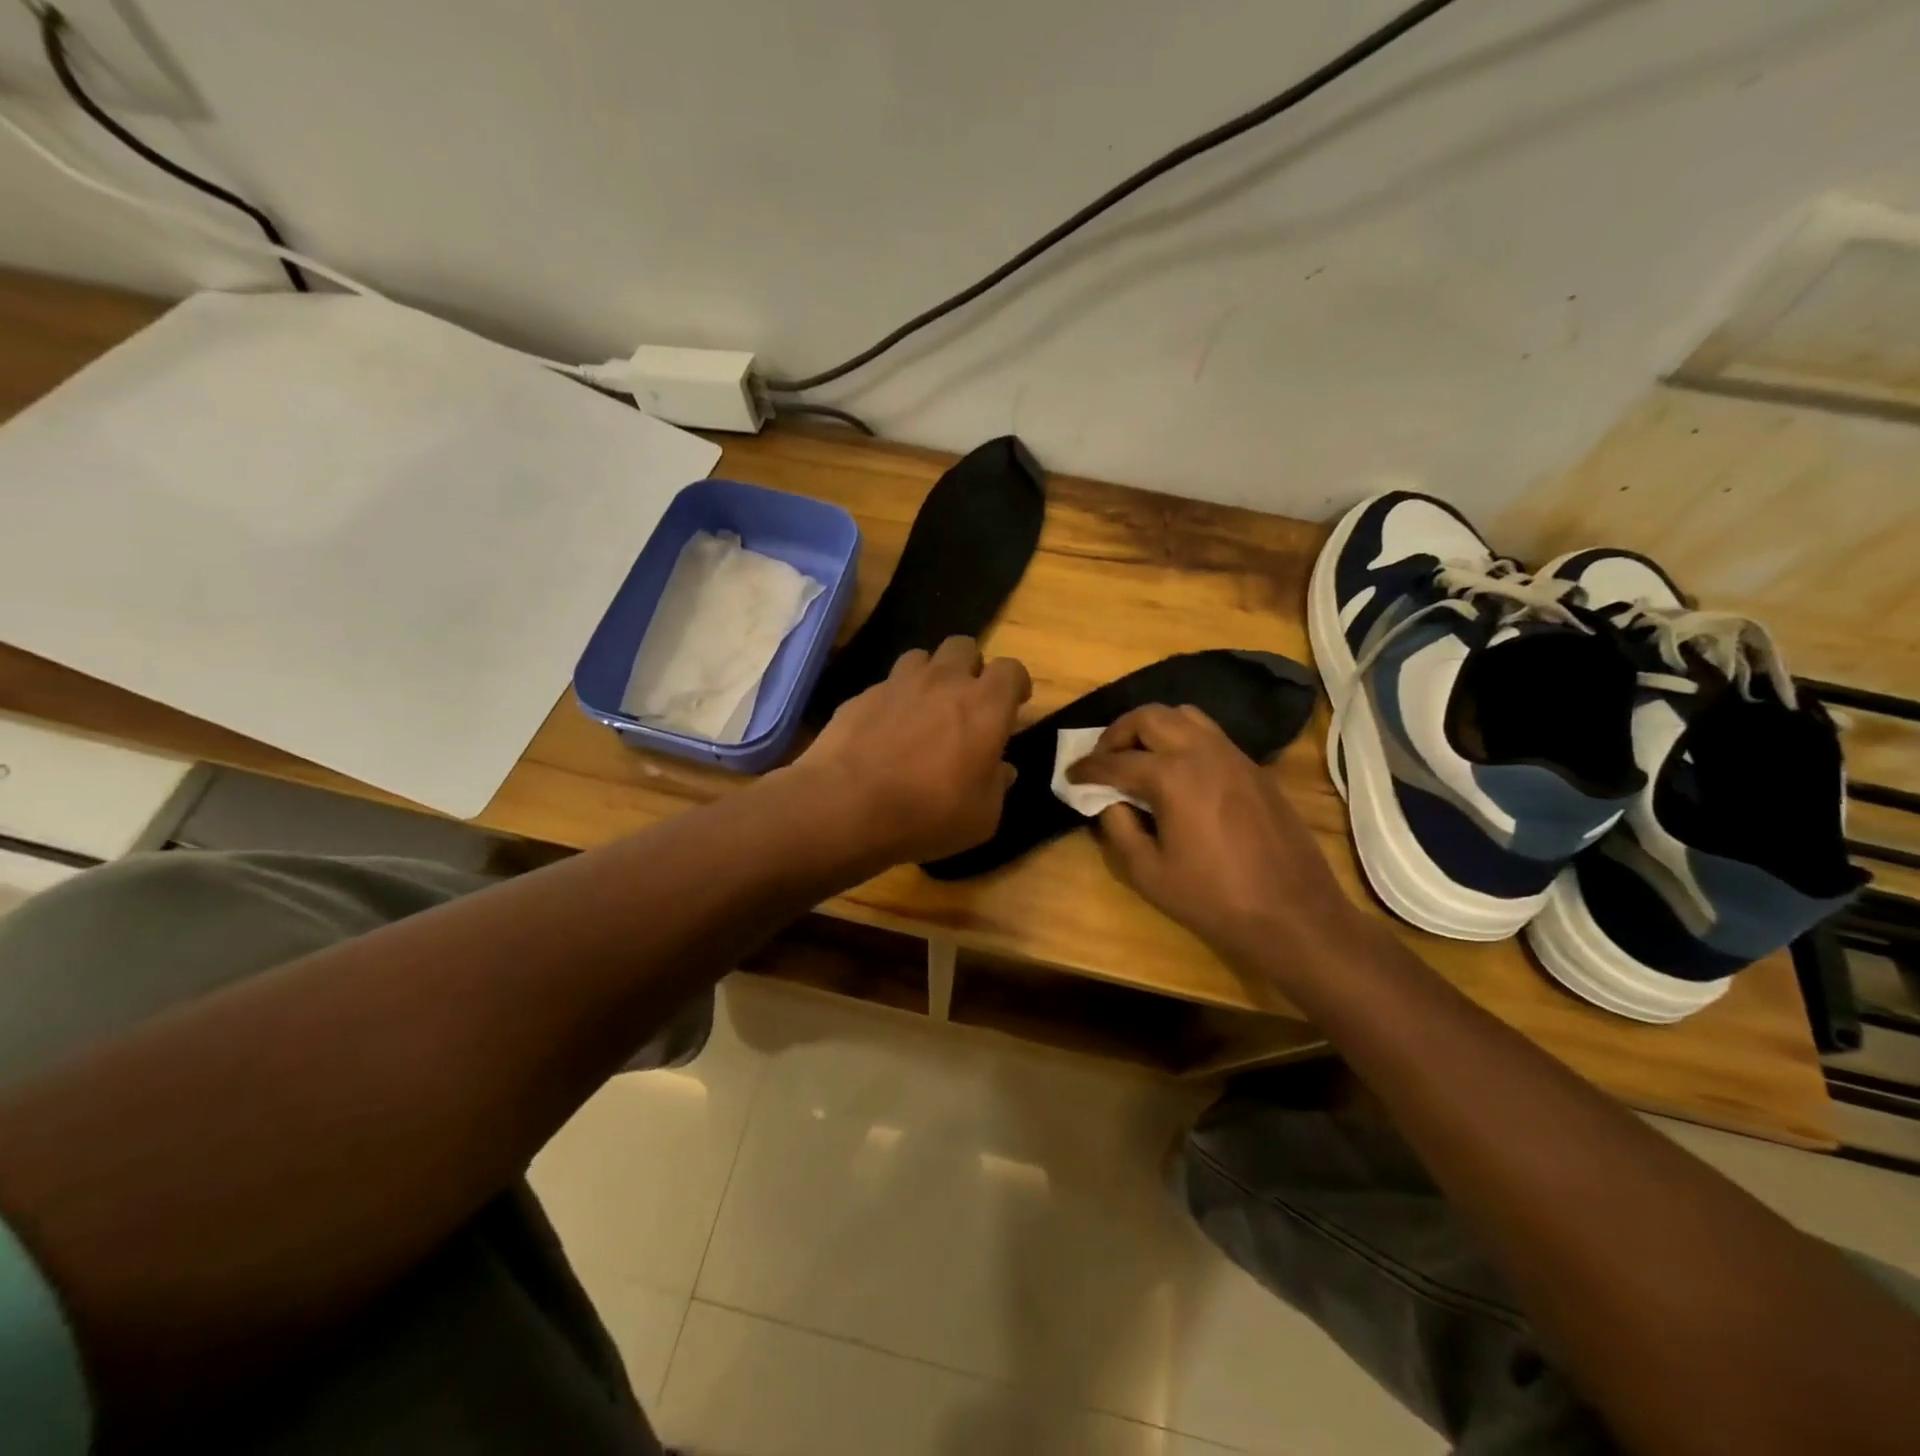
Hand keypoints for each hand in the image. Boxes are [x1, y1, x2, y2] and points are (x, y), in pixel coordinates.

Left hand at [794, 637, 1031, 866]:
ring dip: (930, 676)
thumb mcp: (981, 817)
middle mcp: (943, 682)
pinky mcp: (861, 696)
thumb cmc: (928, 814)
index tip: (1015, 703)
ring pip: (921, 657)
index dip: (1016, 683)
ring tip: (925, 708)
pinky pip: (885, 686)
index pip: (1011, 669)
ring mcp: (897, 684)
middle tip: (968, 701)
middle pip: (964, 647)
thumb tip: (1002, 770)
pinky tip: (885, 731)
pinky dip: (893, 701)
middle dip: (971, 667)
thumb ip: (996, 786)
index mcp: (984, 706)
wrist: (845, 807)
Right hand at [1067, 704, 1369, 979]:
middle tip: (1104, 759)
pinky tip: (1179, 771)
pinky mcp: (1255, 768)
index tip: (1071, 774)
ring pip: (1185, 715)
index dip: (1087, 767)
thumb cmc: (1214, 899)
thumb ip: (1119, 828)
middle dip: (1118, 732)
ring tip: (1140, 757)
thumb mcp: (1149, 872)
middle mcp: (1203, 752)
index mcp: (1173, 777)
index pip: (1116, 761)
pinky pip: (1211, 734)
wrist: (1293, 913)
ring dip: (1153, 728)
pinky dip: (1183, 739)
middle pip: (1150, 717)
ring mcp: (1234, 756)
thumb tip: (1109, 801)